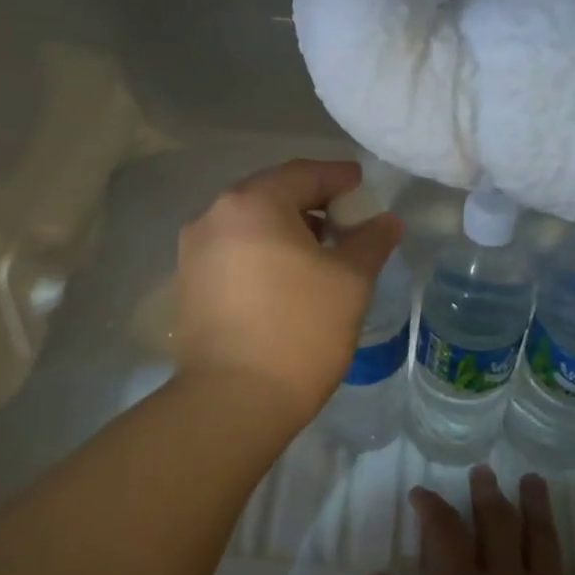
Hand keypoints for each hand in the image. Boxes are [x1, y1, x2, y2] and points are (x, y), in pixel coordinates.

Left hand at [175, 158, 402, 423]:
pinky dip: (262, 253)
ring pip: (249, 225)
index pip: (304, 174)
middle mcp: (213, 215)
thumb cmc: (299, 330)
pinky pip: (233, 251)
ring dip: (286, 230)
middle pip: (272, 195)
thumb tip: (386, 220)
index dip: (339, 177)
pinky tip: (285, 279)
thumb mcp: (350, 281)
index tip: (363, 186)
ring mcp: (194, 250)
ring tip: (320, 254)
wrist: (232, 401)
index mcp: (252, 203)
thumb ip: (371, 241)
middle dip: (312, 204)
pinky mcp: (188, 283)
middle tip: (346, 222)